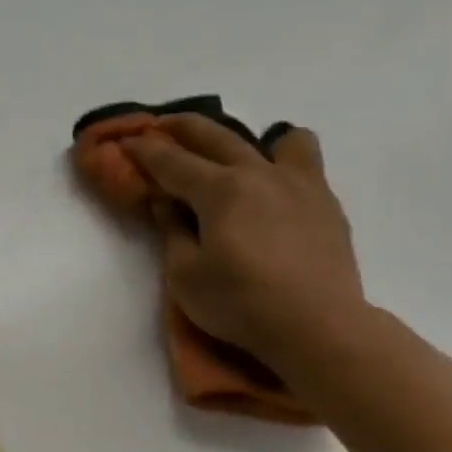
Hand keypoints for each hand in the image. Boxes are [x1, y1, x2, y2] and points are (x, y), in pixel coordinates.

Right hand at [123, 116, 366, 367]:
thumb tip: (165, 202)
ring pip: (276, 139)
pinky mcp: (325, 202)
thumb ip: (172, 232)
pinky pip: (304, 163)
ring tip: (236, 156)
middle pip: (216, 137)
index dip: (145, 151)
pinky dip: (283, 162)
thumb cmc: (240, 304)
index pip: (173, 162)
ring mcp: (299, 183)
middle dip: (183, 128)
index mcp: (221, 190)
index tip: (127, 141)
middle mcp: (259, 173)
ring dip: (246, 138)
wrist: (316, 325)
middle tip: (162, 125)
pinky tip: (273, 189)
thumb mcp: (185, 276)